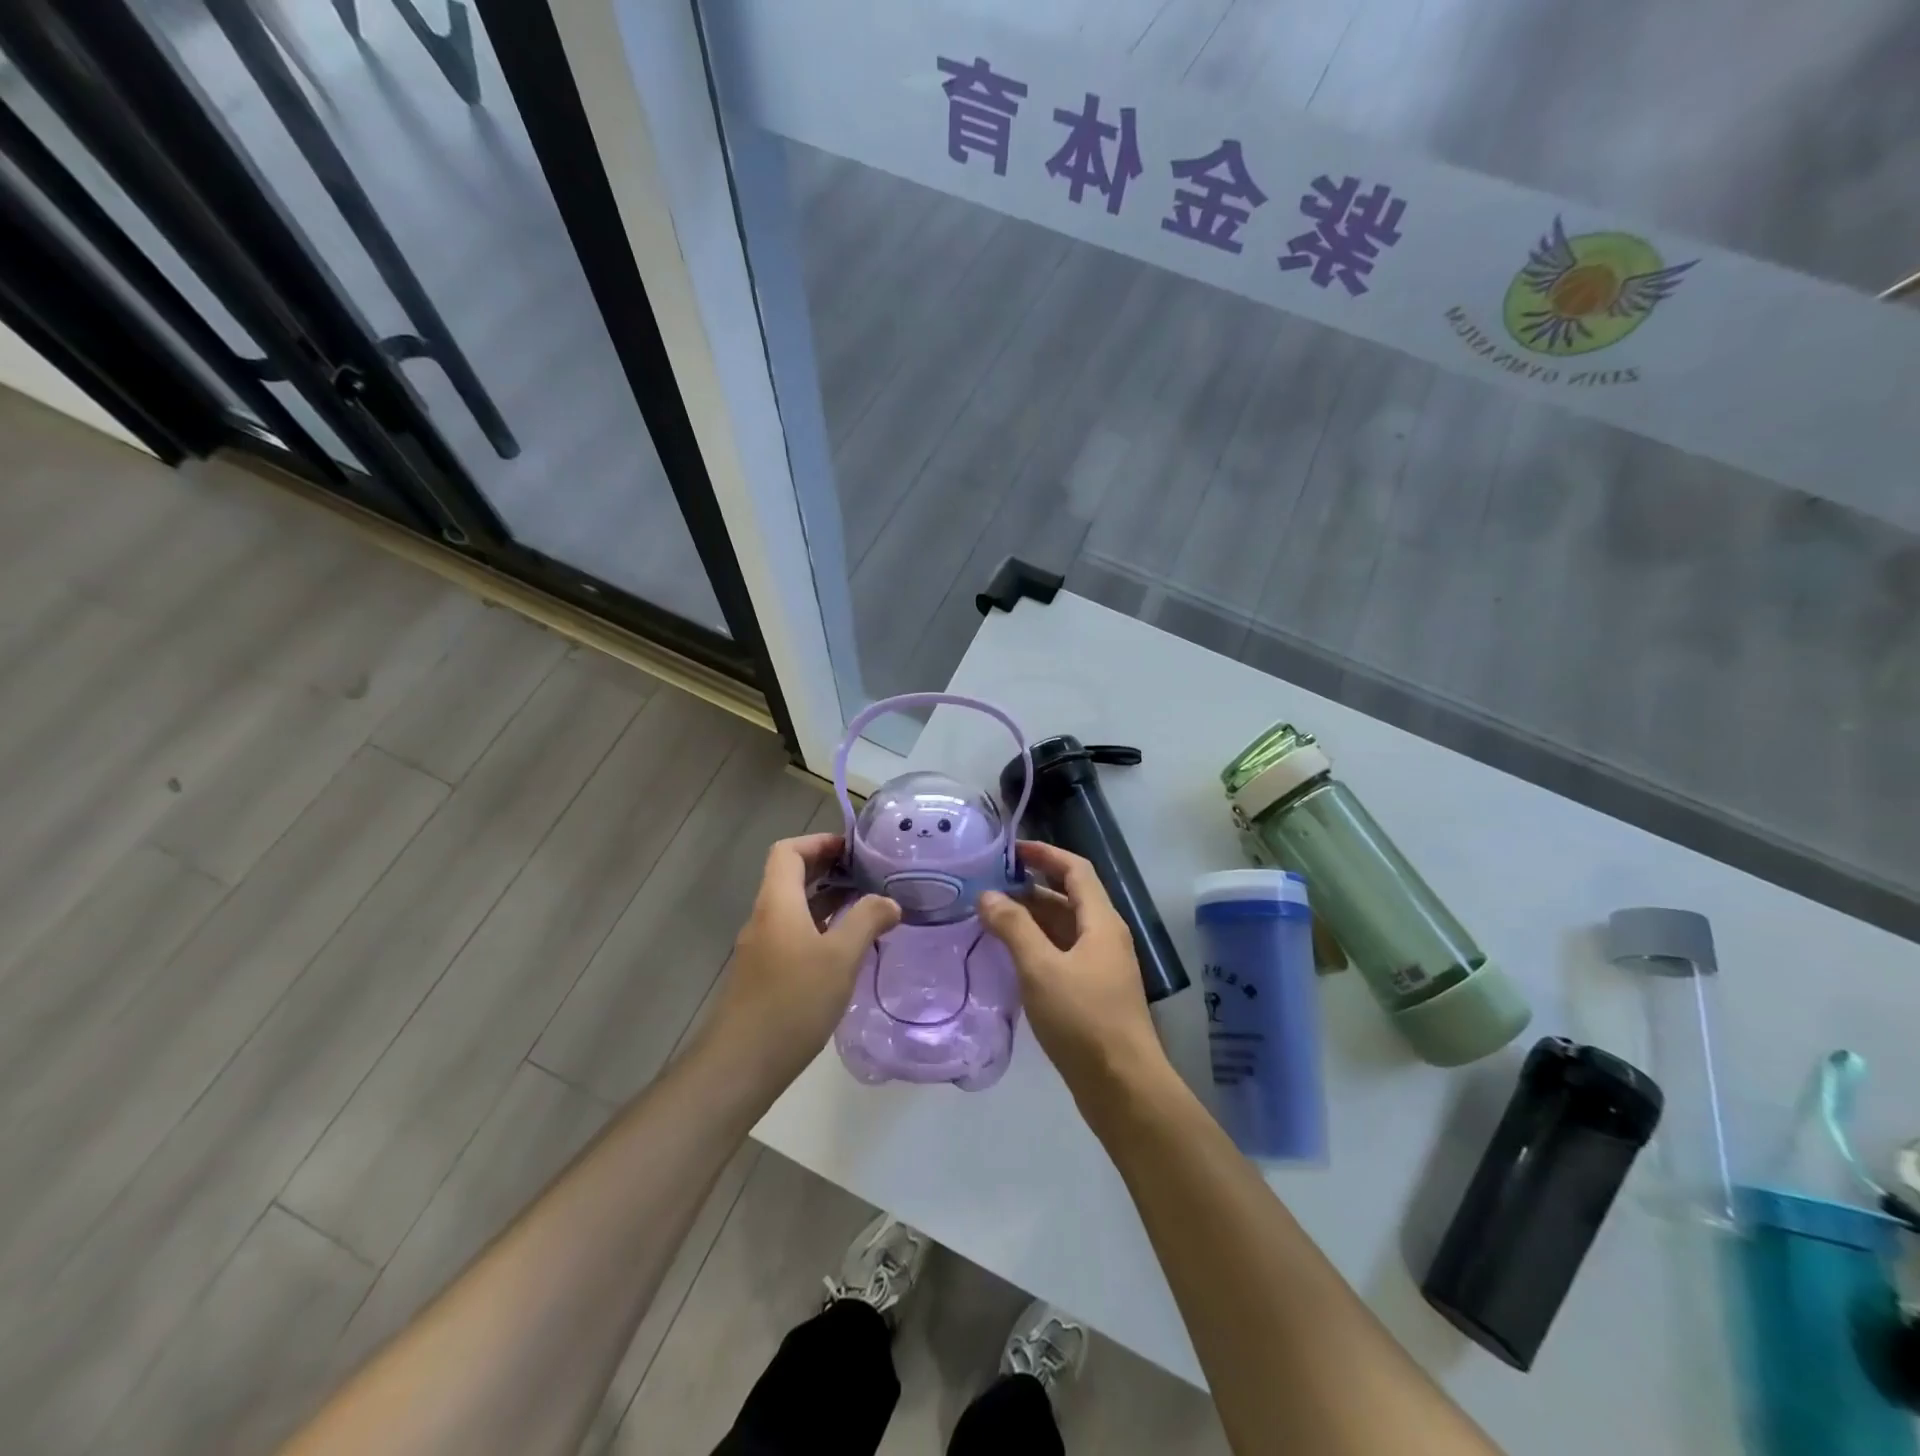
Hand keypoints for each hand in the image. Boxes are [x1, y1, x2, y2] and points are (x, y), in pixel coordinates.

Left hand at [710, 833, 899, 1087]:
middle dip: (828, 869)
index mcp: (777, 903)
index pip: (788, 851)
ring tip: (867, 907)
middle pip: (791, 877)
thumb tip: (889, 901)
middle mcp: (765, 918)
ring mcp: (762, 948)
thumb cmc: (792, 1001)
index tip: (853, 850)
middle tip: (868, 874)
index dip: (818, 842)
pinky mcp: (765, 975)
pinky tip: (847, 949)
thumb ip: (867, 921)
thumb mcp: (840, 957)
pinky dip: (821, 928)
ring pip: (795, 908)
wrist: (741, 1064)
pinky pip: (794, 935)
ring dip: (827, 900)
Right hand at [979, 841, 1164, 1090]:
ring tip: (992, 917)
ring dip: (1033, 918)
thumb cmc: (1083, 1019)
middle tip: (990, 886)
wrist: (1122, 1086)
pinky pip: (1063, 954)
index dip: (1046, 854)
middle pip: (1069, 897)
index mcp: (1101, 922)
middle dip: (1032, 886)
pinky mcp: (1093, 993)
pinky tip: (1011, 956)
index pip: (1076, 869)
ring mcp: (1101, 966)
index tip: (1012, 850)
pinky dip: (1038, 946)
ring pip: (1065, 928)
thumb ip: (1014, 928)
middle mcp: (1105, 937)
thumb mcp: (1041, 968)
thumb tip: (988, 895)